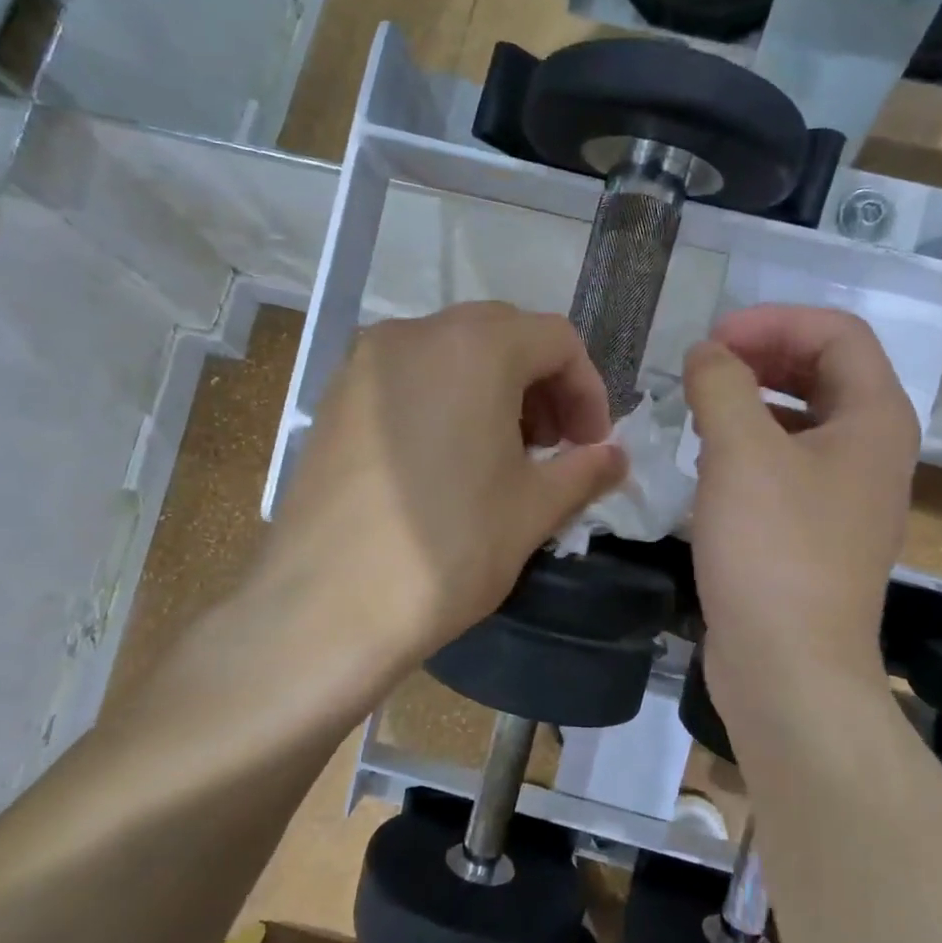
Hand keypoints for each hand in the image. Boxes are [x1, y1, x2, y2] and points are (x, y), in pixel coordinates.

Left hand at [248, 303, 625, 694]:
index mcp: (474, 347)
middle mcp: (414, 334)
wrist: (326, 608)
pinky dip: (445, 401)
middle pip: (502, 336)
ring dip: (494, 391)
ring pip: (451, 354)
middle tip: (553, 448)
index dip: (588, 391)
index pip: (556, 339)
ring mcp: (364, 364)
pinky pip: (408, 379)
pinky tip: (448, 462)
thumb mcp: (533, 510)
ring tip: (503, 457)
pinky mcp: (334, 399)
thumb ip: (585, 471)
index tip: (591, 446)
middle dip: (542, 386)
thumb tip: (615, 457)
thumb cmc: (447, 550)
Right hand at [685, 305, 919, 718]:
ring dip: (752, 399)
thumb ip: (722, 384)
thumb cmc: (772, 550)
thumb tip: (707, 354)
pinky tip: (708, 460)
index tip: (713, 341)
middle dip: (762, 355)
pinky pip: (787, 463)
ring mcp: (846, 494)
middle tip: (704, 366)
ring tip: (700, 406)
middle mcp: (872, 450)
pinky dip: (750, 445)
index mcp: (874, 419)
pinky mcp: (816, 530)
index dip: (774, 322)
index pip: (836, 333)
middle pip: (823, 372)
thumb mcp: (741, 452)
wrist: (789, 667)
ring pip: (802, 419)